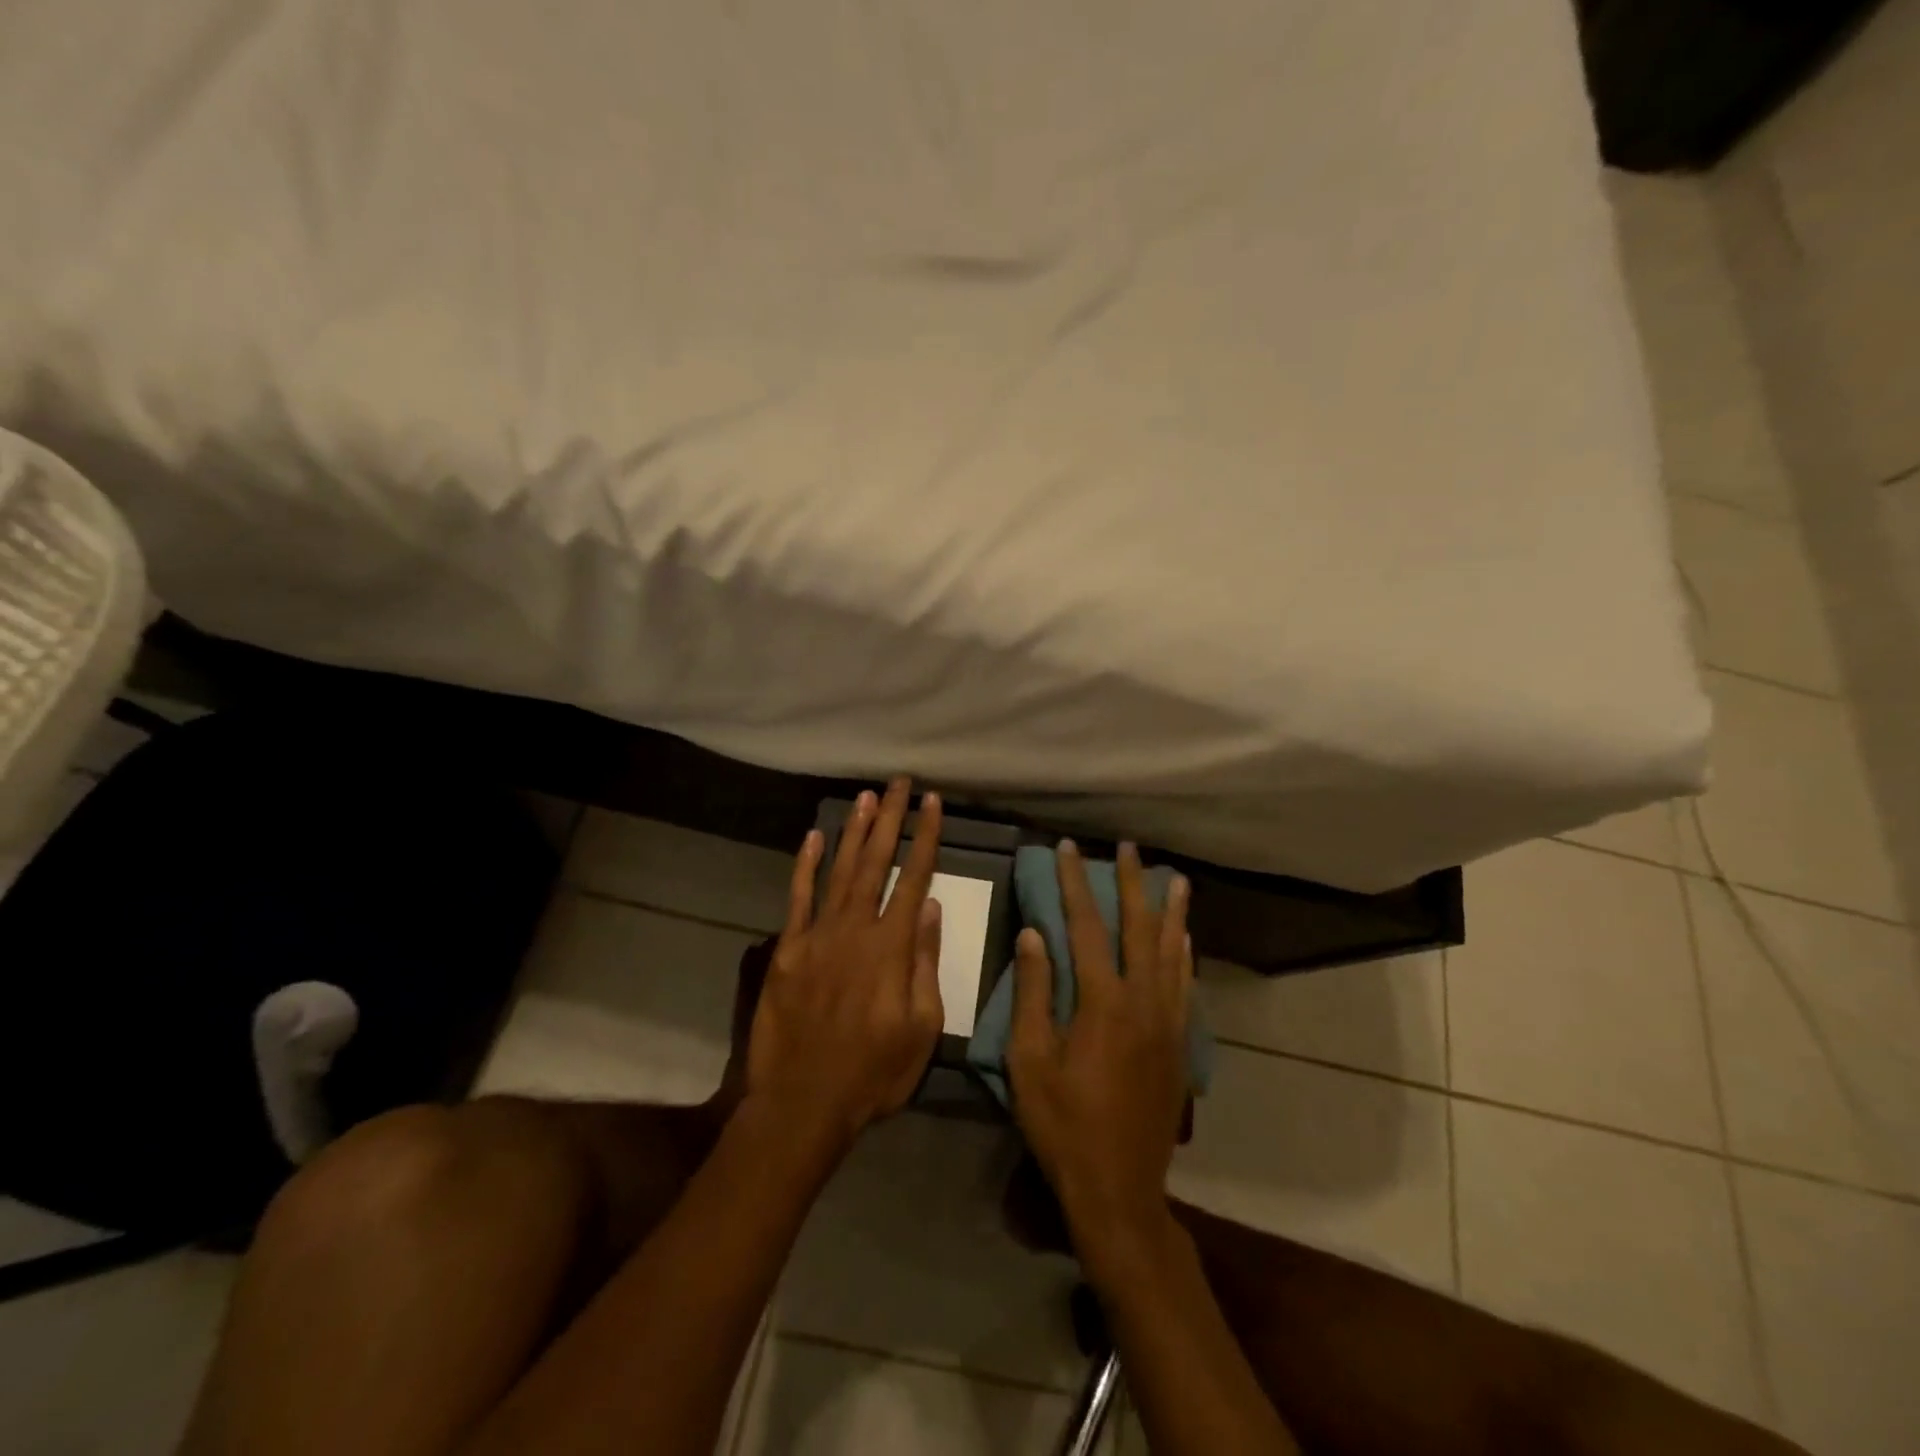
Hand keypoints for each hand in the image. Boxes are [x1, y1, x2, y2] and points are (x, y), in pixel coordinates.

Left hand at [742, 778, 944, 1150]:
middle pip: (877, 861)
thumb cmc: (874, 1071)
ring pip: (840, 870)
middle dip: (891, 818)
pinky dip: (806, 865)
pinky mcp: (788, 949)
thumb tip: (931, 909)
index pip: (915, 878)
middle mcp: (856, 928)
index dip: (926, 837)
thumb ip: (926, 962)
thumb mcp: (922, 1027)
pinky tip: (814, 836)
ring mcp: (818, 935)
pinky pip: (798, 897)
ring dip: (854, 831)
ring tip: (866, 797)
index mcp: (893, 946)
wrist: (803, 1101)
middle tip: (899, 782)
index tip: (932, 803)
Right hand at [1007, 841, 1192, 1268]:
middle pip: (1138, 928)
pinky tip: (1185, 939)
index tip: (1068, 849)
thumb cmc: (1062, 1124)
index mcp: (1102, 1002)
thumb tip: (1034, 934)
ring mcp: (1167, 1023)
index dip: (1075, 884)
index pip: (1087, 926)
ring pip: (1172, 952)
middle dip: (1132, 883)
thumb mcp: (1030, 1060)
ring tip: (1175, 878)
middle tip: (1128, 847)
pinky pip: (1185, 986)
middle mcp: (1143, 1001)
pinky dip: (1185, 954)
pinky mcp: (1179, 1045)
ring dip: (1170, 911)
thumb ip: (1034, 993)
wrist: (1119, 1188)